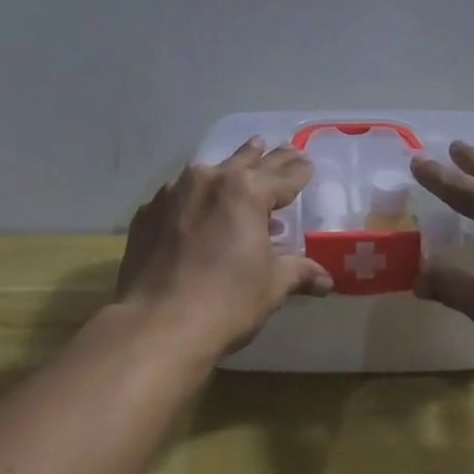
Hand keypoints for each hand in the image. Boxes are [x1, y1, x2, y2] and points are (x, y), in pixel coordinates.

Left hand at [116, 138, 333, 356]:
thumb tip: (327, 280)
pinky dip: (193, 199)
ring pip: (208, 173)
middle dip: (268, 158)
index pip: (283, 176)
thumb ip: (299, 272)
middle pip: (247, 162)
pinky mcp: (147, 213)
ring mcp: (173, 193)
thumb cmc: (227, 302)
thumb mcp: (272, 285)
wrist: (157, 325)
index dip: (299, 171)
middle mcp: (209, 180)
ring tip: (243, 162)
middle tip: (286, 148)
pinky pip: (177, 196)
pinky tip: (195, 209)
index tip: (308, 162)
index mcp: (247, 191)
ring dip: (229, 170)